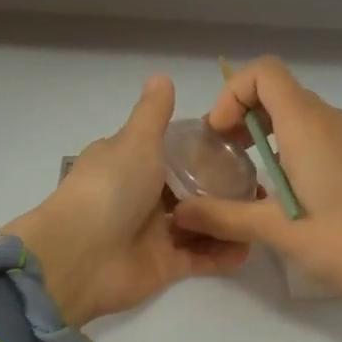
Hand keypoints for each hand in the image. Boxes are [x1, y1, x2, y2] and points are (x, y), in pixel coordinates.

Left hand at [5, 76, 249, 328]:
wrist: (80, 256)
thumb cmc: (110, 188)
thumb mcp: (135, 141)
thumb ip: (153, 114)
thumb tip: (161, 75)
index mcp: (131, 163)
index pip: (172, 152)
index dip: (204, 149)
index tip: (241, 145)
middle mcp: (142, 196)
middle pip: (190, 190)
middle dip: (223, 188)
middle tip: (260, 184)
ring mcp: (154, 232)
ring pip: (199, 224)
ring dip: (227, 220)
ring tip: (261, 213)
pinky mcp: (165, 265)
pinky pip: (201, 258)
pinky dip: (223, 254)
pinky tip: (250, 244)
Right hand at [171, 58, 341, 330]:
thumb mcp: (277, 231)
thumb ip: (224, 216)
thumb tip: (179, 212)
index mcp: (308, 124)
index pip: (264, 72)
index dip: (232, 94)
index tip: (218, 135)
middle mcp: (331, 119)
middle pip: (278, 90)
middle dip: (242, 114)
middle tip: (222, 155)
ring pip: (297, 112)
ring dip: (265, 131)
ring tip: (247, 173)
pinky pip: (316, 132)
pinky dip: (289, 145)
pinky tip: (283, 189)